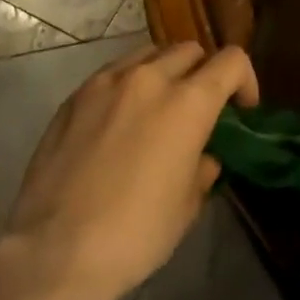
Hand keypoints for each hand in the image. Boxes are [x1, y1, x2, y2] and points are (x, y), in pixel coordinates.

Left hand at [2, 42, 258, 299]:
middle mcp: (149, 78)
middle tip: (200, 109)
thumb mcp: (186, 207)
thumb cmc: (135, 234)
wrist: (55, 250)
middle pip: (189, 50)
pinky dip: (128, 84)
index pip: (231, 61)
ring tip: (158, 108)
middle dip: (204, 73)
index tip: (242, 110)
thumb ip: (202, 170)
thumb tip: (203, 157)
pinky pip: (112, 73)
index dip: (245, 80)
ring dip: (164, 72)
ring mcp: (106, 82)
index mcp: (188, 103)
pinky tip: (119, 122)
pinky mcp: (74, 96)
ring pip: (148, 54)